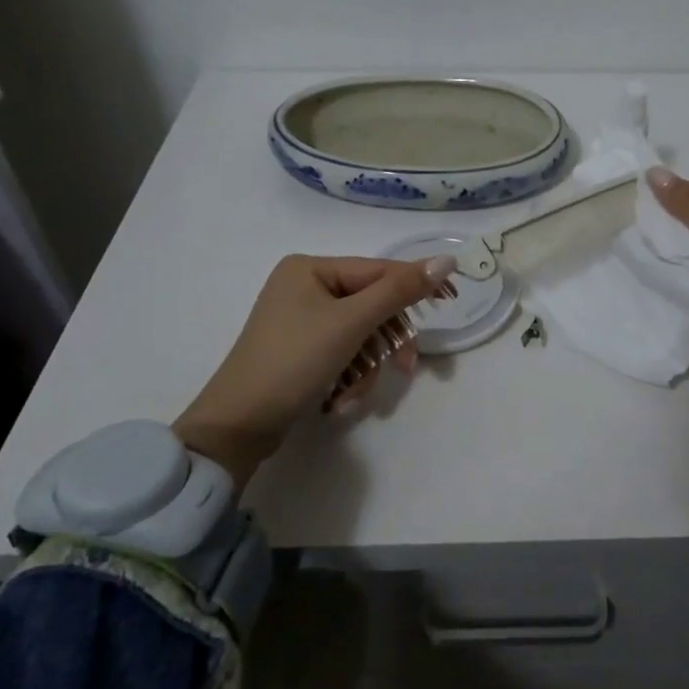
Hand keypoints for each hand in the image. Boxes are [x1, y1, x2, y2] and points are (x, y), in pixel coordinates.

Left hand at [173, 253, 455, 489]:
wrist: (236, 428)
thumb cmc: (293, 362)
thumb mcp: (351, 323)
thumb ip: (399, 291)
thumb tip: (446, 260)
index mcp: (311, 268)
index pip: (378, 271)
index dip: (415, 286)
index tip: (452, 299)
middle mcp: (304, 287)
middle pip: (370, 306)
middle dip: (385, 342)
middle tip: (406, 369)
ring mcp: (300, 320)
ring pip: (359, 335)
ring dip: (365, 367)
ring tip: (354, 394)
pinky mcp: (299, 351)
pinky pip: (341, 353)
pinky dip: (348, 377)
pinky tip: (338, 400)